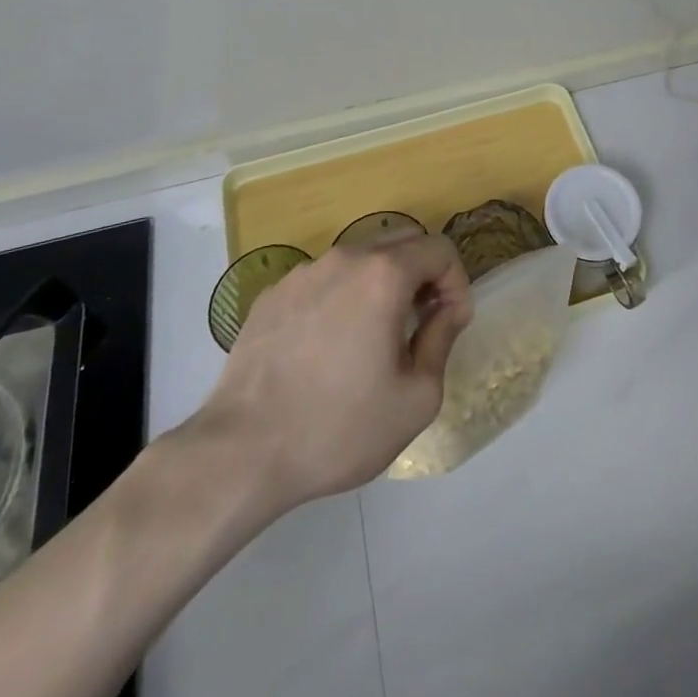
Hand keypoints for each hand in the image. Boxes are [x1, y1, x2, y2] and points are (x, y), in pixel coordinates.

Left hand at [182, 233, 472, 510]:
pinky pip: (322, 282)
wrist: (241, 452)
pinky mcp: (272, 294)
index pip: (440, 249)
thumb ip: (442, 340)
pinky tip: (327, 349)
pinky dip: (340, 300)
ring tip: (372, 339)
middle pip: (401, 244)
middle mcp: (345, 258)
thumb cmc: (339, 427)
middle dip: (422, 277)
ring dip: (380, 286)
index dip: (456, 283)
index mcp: (384, 274)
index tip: (450, 324)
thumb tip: (445, 312)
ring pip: (359, 262)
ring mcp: (303, 273)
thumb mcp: (416, 398)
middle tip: (420, 324)